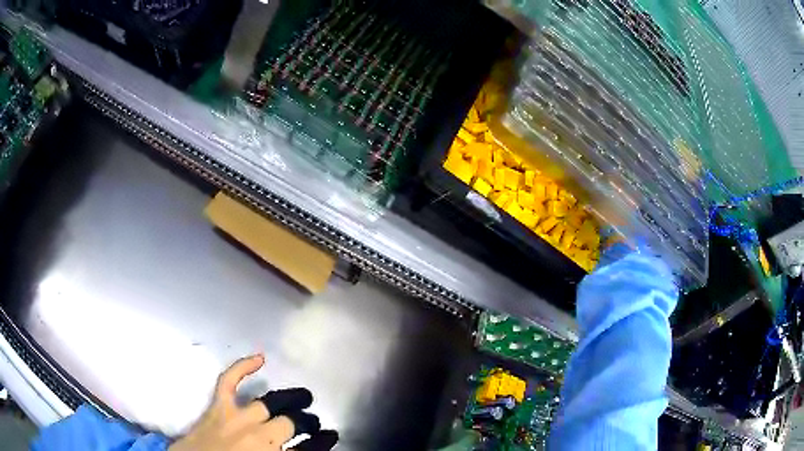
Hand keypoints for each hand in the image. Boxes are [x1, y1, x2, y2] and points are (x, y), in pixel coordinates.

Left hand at [169, 354, 338, 450]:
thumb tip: (301, 449)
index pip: (307, 448)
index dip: (322, 441)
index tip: (331, 436)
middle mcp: (258, 436)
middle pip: (289, 424)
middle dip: (306, 422)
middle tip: (312, 422)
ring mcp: (236, 419)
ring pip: (269, 404)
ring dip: (289, 400)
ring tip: (303, 397)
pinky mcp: (217, 407)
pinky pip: (230, 382)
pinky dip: (243, 367)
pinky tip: (260, 358)